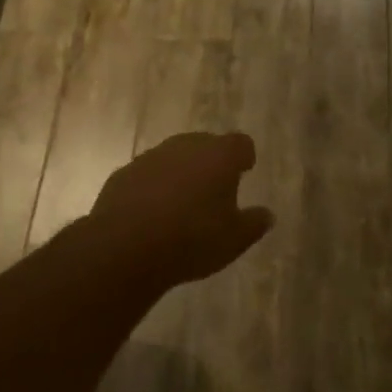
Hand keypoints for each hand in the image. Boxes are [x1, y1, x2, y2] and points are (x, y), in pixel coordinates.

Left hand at [88, 132, 274, 291]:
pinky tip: (152, 213)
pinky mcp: (124, 173)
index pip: (241, 143)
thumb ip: (254, 224)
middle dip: (211, 162)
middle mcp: (186, 146)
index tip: (244, 171)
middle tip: (215, 189)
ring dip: (181, 173)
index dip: (244, 157)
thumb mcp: (234, 240)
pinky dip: (154, 186)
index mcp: (219, 156)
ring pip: (174, 157)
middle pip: (206, 144)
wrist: (125, 247)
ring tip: (182, 204)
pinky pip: (147, 174)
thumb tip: (268, 215)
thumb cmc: (192, 239)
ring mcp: (152, 157)